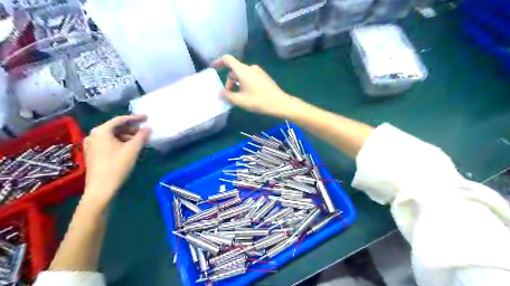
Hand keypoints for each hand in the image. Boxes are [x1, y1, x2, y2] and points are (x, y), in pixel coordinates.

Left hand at [83, 115, 149, 206]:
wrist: (101, 189)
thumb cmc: (117, 166)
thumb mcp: (133, 149)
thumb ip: (142, 136)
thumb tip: (148, 127)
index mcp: (101, 131)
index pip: (120, 120)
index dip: (135, 118)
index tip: (147, 118)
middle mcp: (93, 135)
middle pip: (116, 127)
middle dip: (131, 129)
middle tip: (144, 133)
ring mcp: (91, 145)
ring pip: (113, 136)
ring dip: (127, 137)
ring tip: (139, 143)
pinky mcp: (93, 154)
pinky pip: (109, 143)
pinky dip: (121, 144)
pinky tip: (130, 150)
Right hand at [212, 54, 299, 117]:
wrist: (280, 103)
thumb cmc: (259, 101)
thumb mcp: (240, 101)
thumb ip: (227, 96)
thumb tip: (220, 92)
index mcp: (243, 70)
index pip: (228, 59)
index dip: (219, 62)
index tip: (213, 68)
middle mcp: (250, 68)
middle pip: (235, 69)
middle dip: (229, 80)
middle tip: (229, 93)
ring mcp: (258, 72)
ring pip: (242, 74)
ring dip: (237, 83)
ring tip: (238, 96)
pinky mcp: (264, 77)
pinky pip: (250, 76)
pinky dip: (244, 83)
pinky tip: (247, 94)